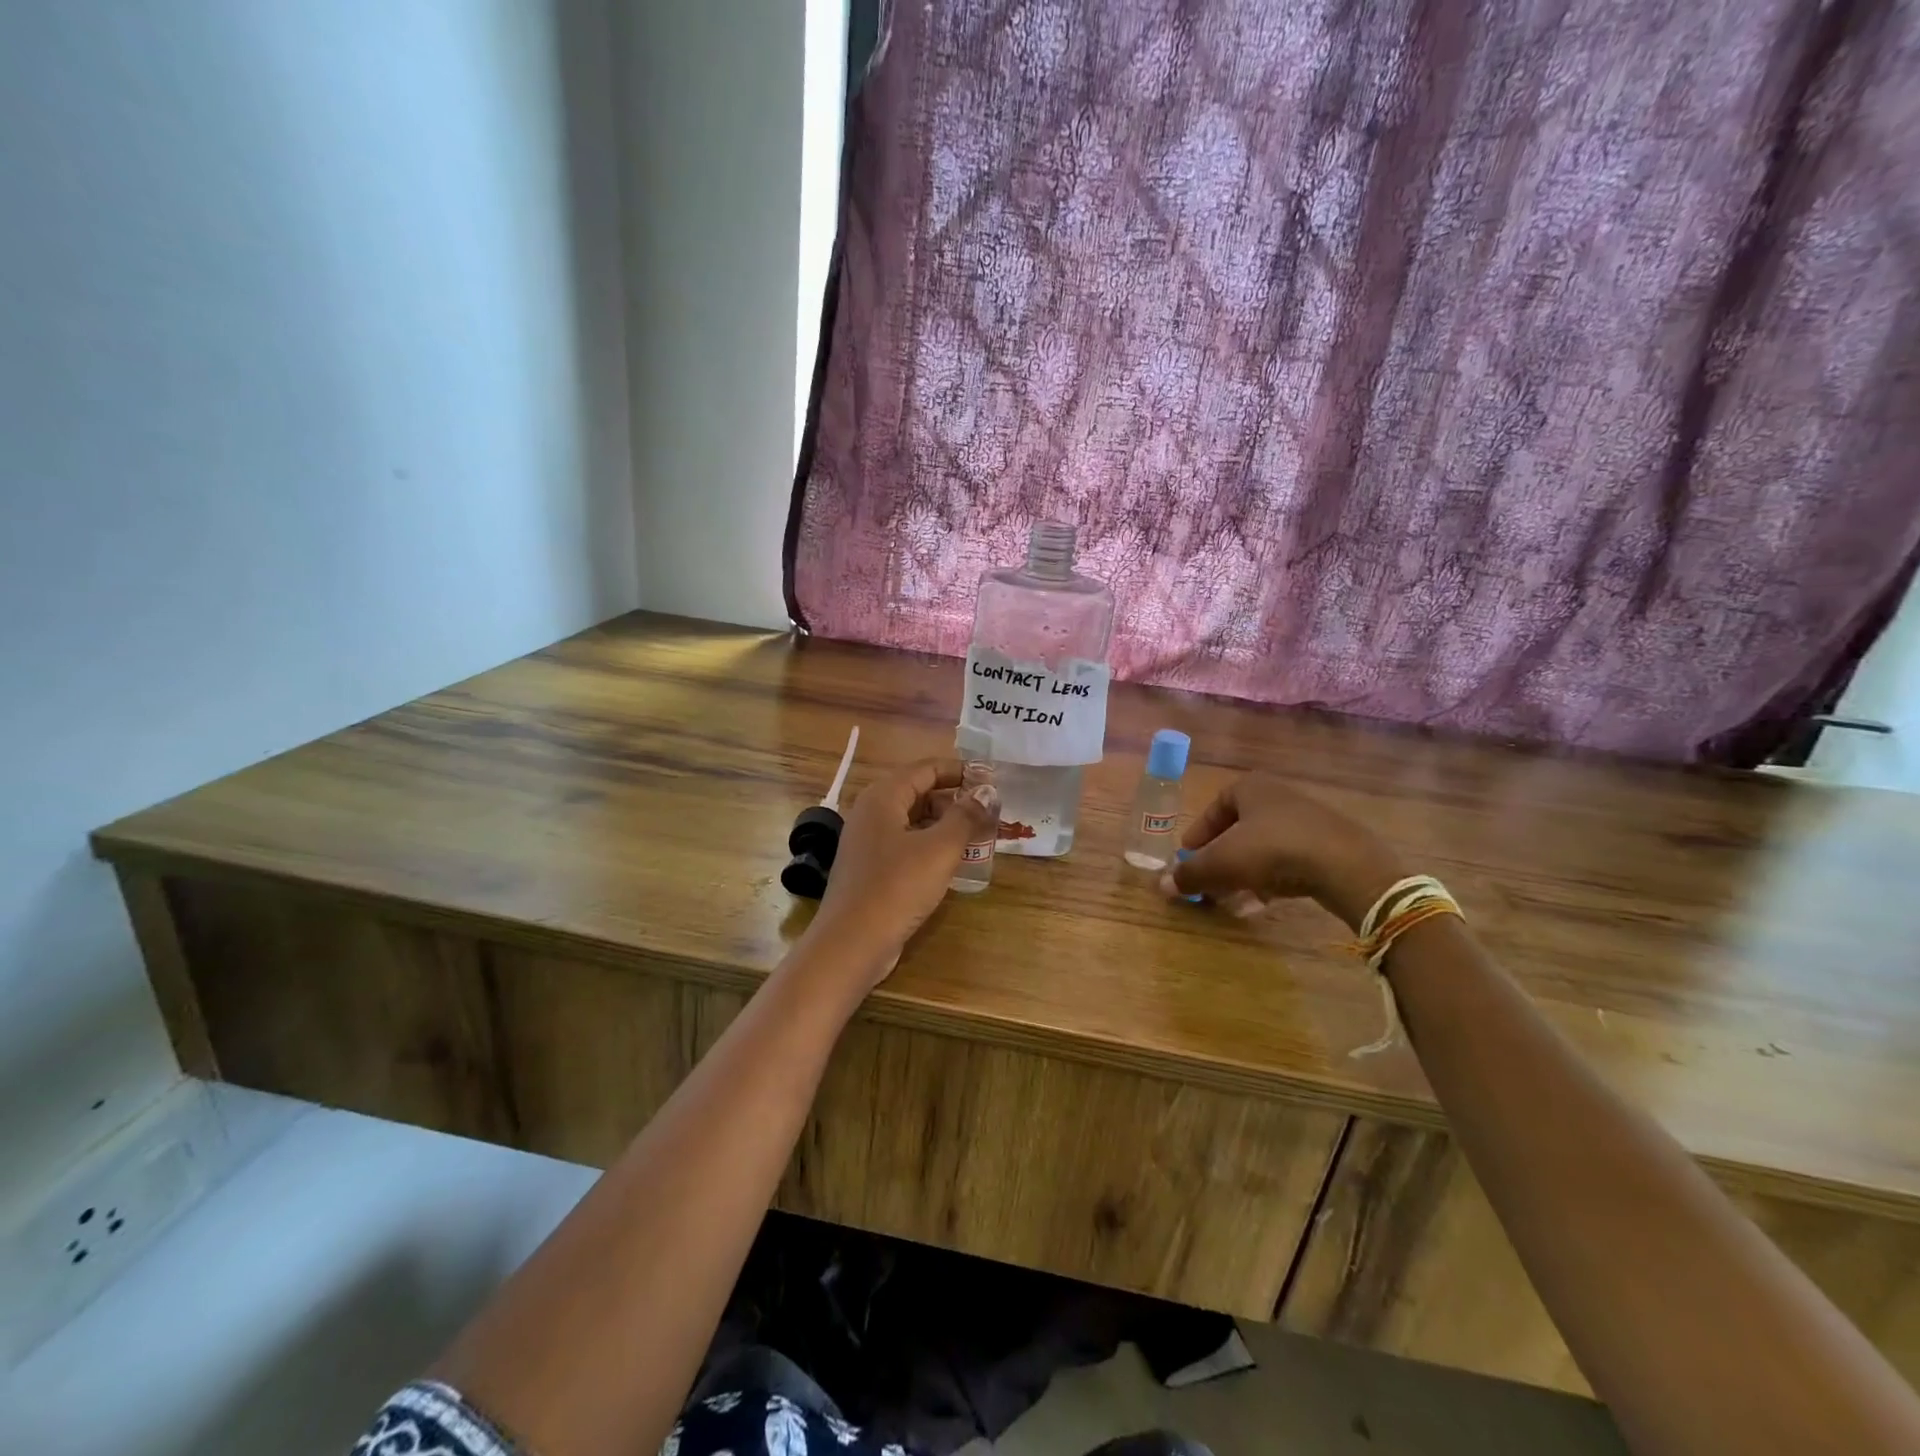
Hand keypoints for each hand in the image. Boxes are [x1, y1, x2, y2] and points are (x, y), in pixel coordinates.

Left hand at [805, 760, 995, 987]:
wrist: (852, 942)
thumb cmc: (897, 887)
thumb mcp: (940, 849)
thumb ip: (966, 816)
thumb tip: (987, 792)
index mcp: (883, 797)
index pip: (925, 768)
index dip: (959, 770)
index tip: (990, 778)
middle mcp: (871, 813)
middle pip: (918, 792)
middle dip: (954, 798)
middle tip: (989, 810)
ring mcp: (868, 842)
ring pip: (913, 821)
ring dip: (945, 824)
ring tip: (978, 835)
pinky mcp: (871, 869)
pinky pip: (906, 845)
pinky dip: (930, 845)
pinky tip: (953, 861)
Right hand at [1167, 776, 1406, 930]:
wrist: (1346, 865)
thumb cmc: (1272, 851)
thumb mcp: (1222, 863)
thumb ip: (1191, 874)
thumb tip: (1163, 885)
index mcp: (1250, 787)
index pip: (1215, 806)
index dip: (1199, 833)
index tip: (1190, 856)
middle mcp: (1279, 795)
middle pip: (1241, 827)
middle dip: (1223, 856)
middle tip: (1212, 879)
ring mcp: (1309, 818)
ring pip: (1266, 845)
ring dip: (1248, 869)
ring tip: (1239, 895)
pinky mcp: (1332, 843)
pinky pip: (1292, 857)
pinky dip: (1275, 875)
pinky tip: (1271, 898)